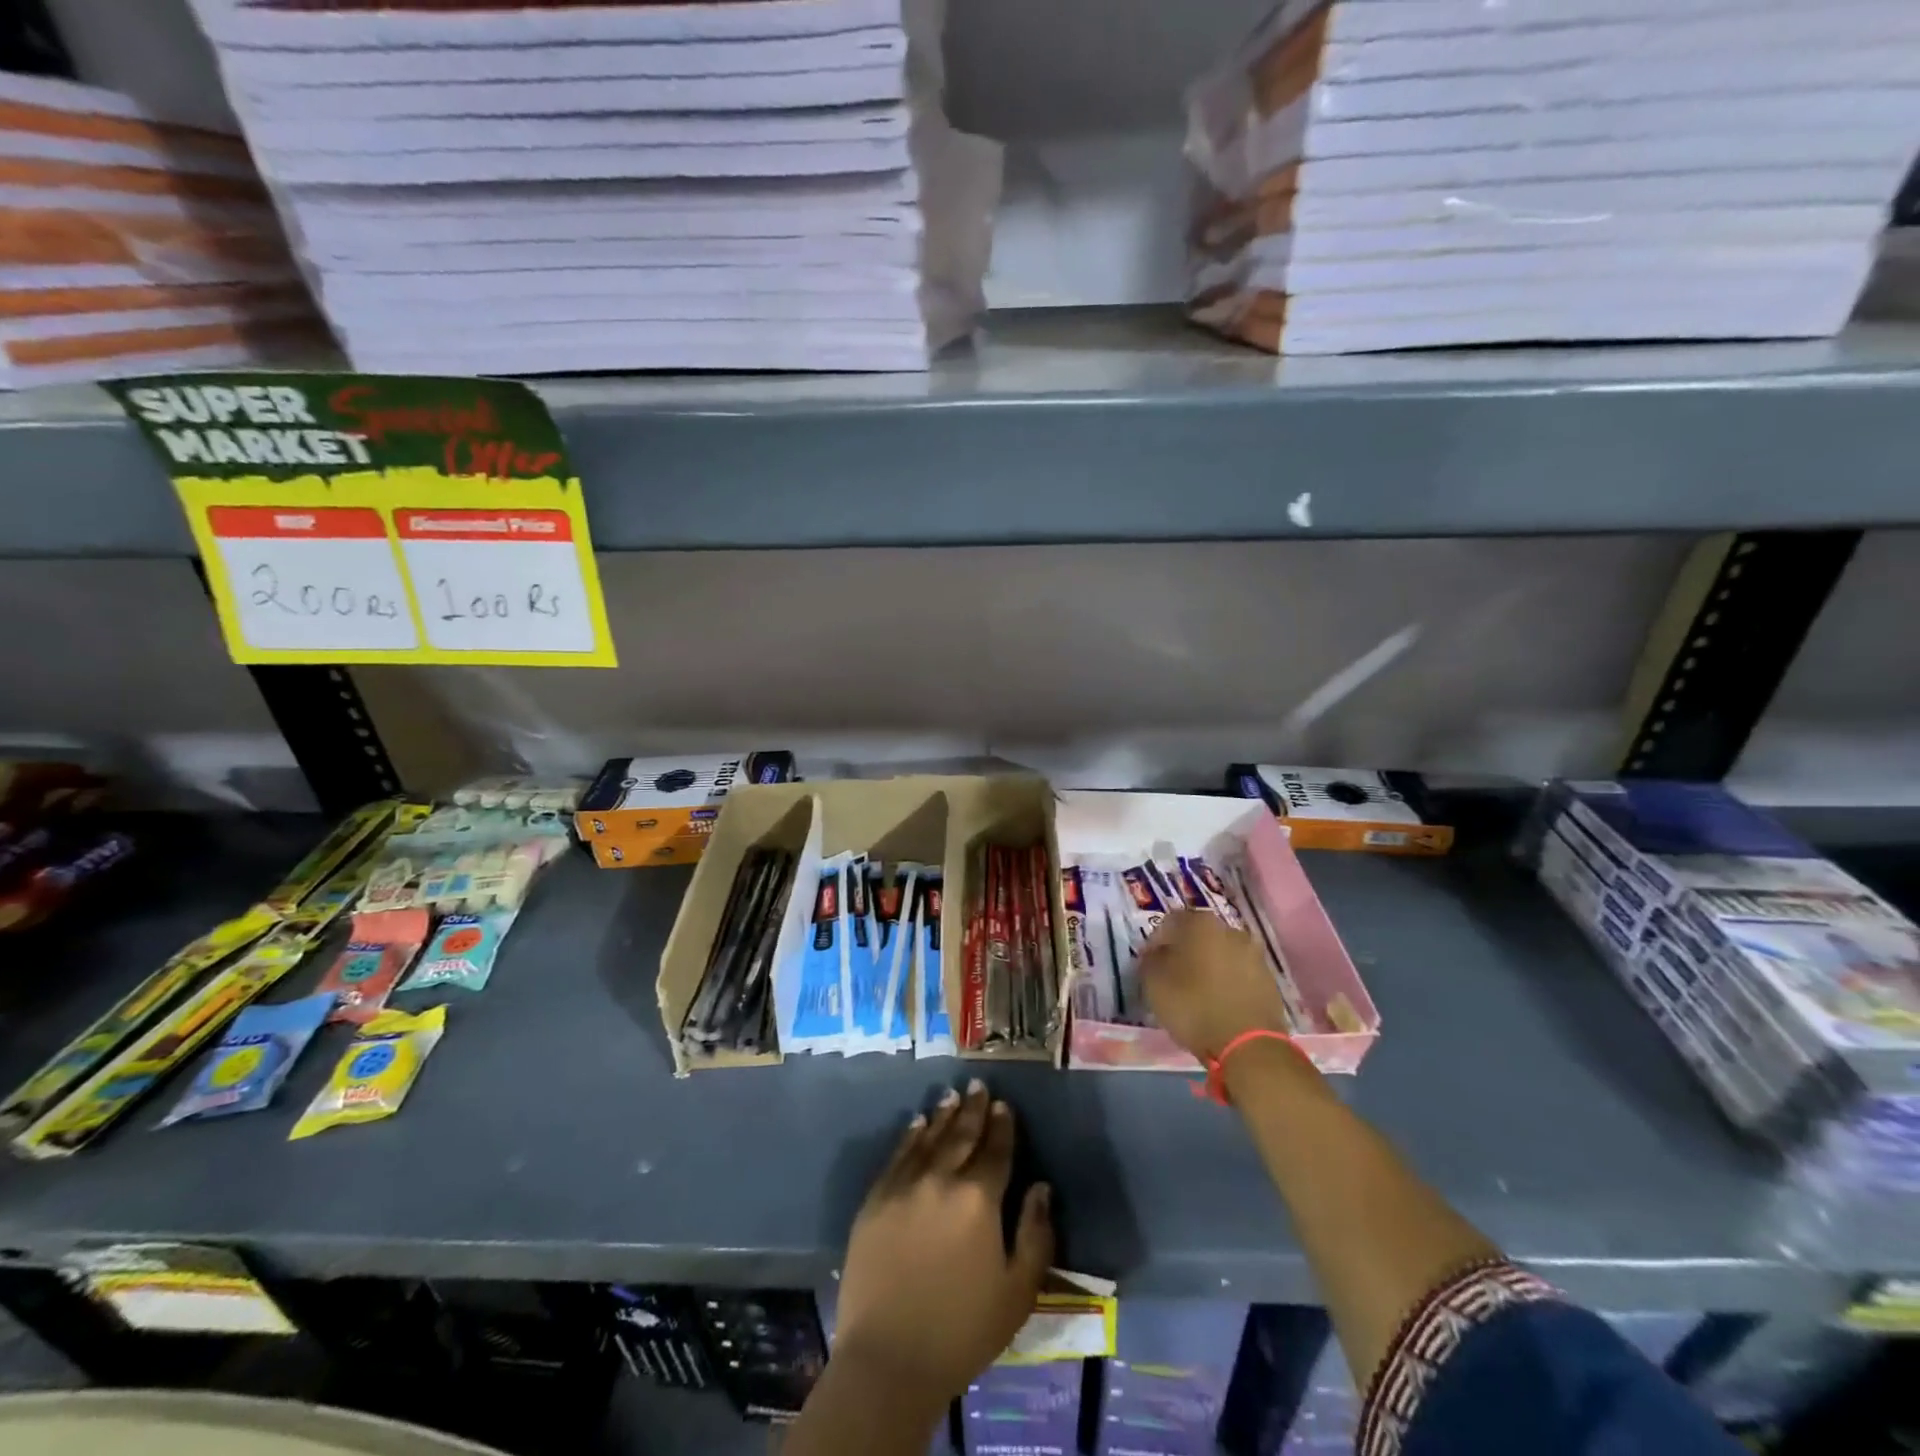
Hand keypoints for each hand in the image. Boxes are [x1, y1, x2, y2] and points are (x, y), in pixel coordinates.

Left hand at [835, 1080, 1053, 1403]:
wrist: (889, 1359)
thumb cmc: (962, 1331)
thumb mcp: (1017, 1293)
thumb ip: (1036, 1235)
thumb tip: (1041, 1187)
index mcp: (979, 1199)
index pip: (996, 1150)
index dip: (1002, 1126)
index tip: (1004, 1105)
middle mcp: (941, 1179)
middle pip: (961, 1135)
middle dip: (973, 1109)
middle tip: (978, 1085)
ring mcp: (904, 1186)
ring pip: (928, 1137)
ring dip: (943, 1115)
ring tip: (952, 1096)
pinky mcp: (875, 1199)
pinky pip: (897, 1155)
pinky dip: (910, 1135)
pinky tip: (917, 1123)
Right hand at [1140, 909, 1293, 1060]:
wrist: (1249, 1046)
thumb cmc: (1194, 1007)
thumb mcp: (1154, 983)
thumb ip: (1150, 960)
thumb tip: (1156, 953)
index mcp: (1201, 923)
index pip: (1170, 921)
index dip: (1157, 941)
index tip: (1150, 963)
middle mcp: (1231, 930)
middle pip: (1199, 935)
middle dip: (1185, 951)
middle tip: (1173, 975)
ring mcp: (1254, 954)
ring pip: (1222, 954)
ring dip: (1208, 967)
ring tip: (1197, 992)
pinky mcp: (1269, 980)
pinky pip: (1239, 974)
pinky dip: (1227, 982)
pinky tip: (1218, 1003)